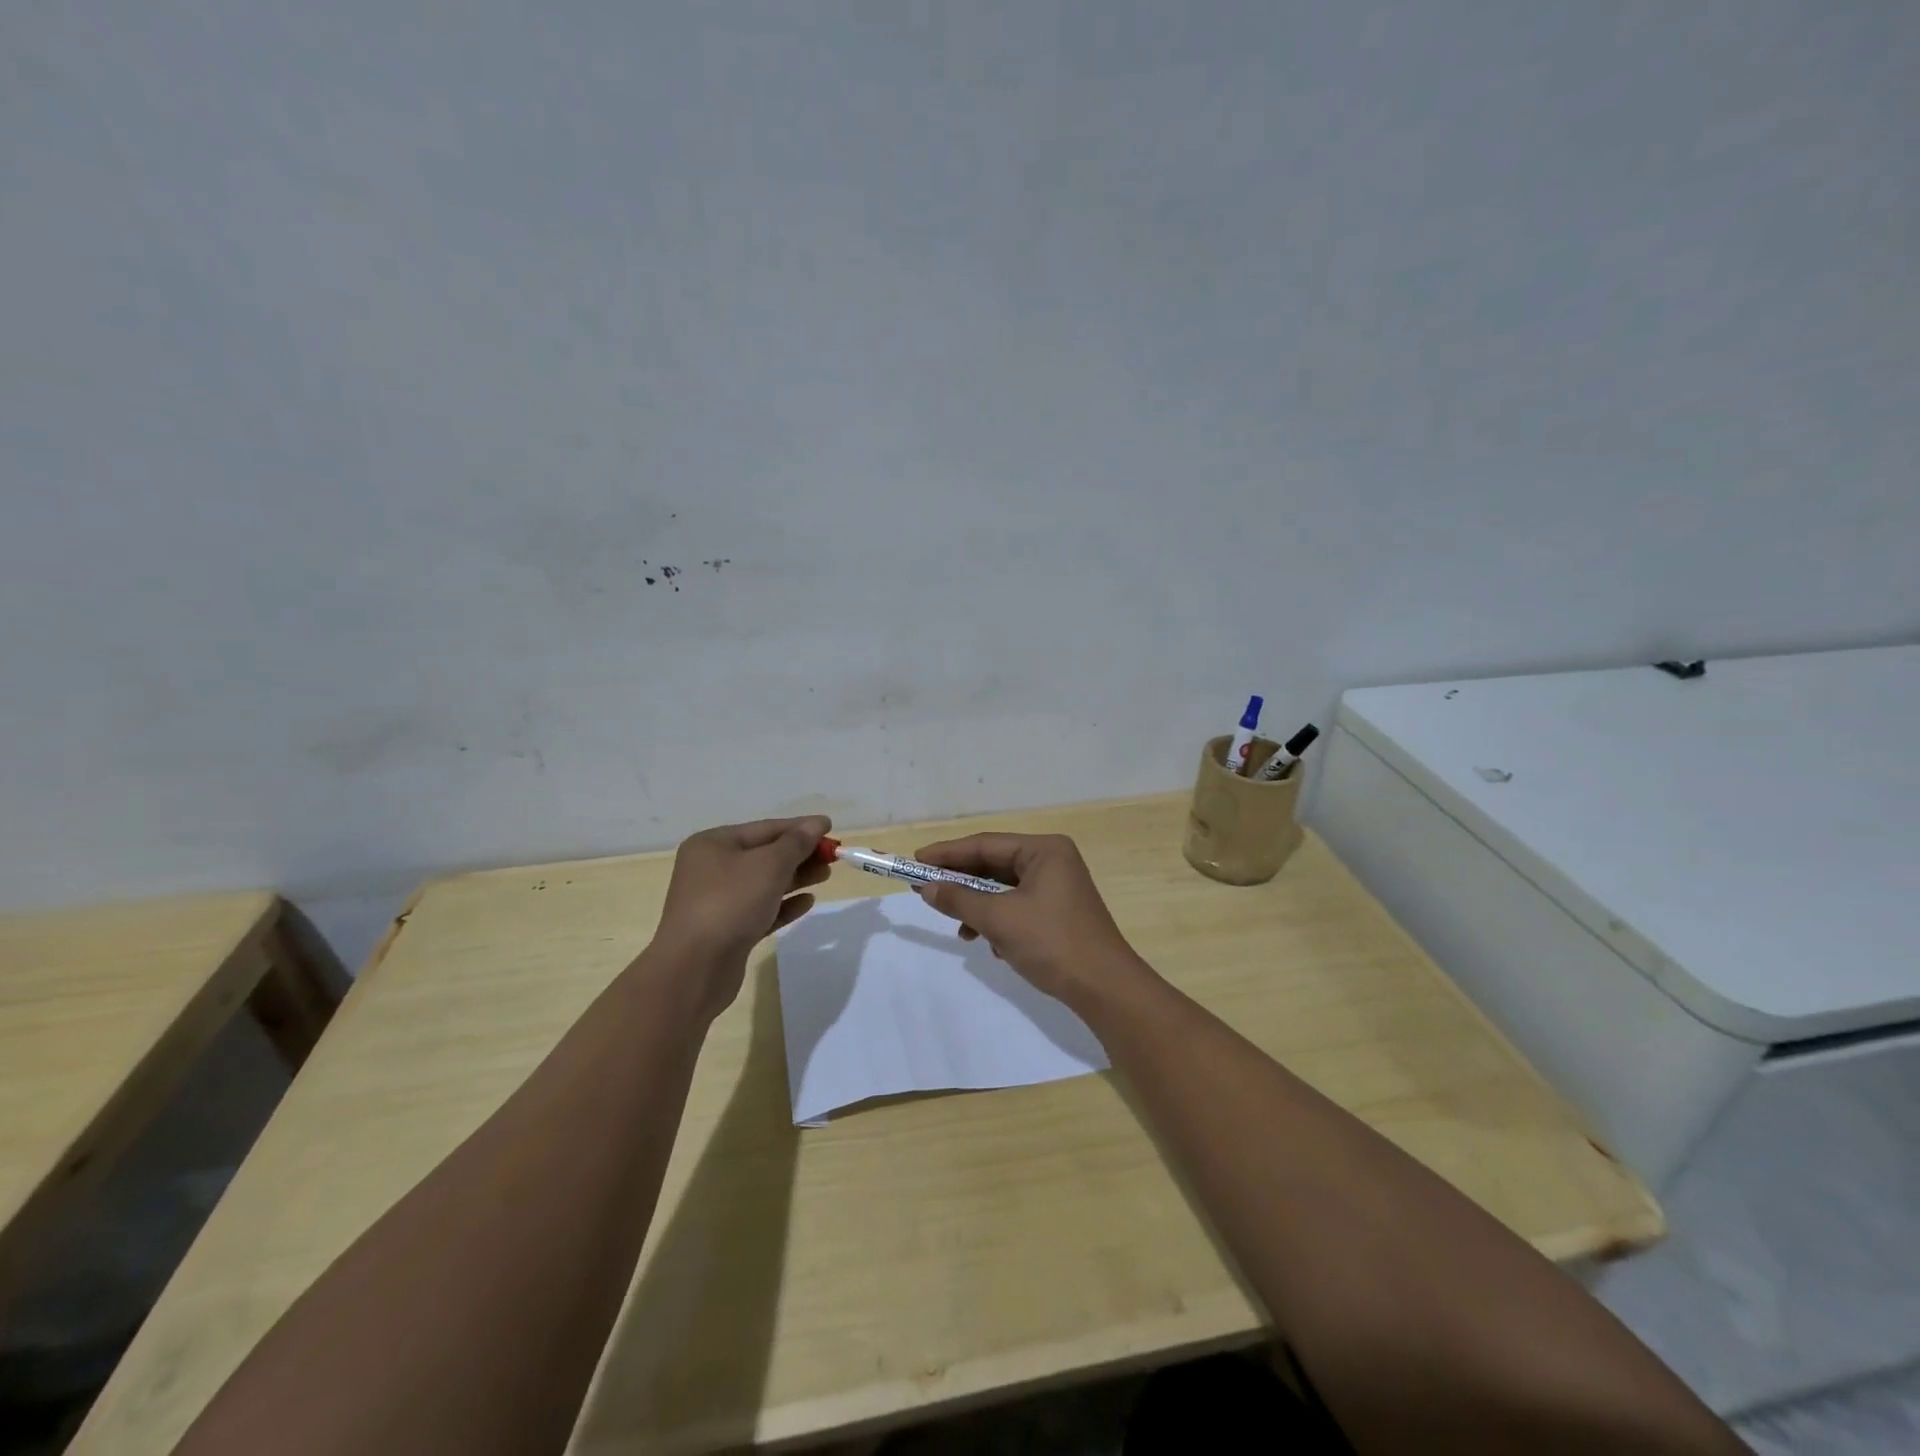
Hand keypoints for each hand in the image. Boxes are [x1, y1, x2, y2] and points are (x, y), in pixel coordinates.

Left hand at [650, 815, 830, 1016]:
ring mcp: (717, 901)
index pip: (764, 828)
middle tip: (833, 857)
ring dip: (796, 878)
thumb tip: (817, 823)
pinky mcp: (727, 931)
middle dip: (800, 854)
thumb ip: (796, 843)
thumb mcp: (769, 865)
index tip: (830, 828)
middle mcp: (711, 869)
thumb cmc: (730, 903)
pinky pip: (760, 910)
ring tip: (826, 875)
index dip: (799, 827)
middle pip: (764, 855)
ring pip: (764, 883)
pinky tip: (807, 902)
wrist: (694, 969)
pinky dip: (783, 905)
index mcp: (713, 844)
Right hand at [912, 833, 1145, 1008]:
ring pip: (1004, 889)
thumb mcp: (999, 919)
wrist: (1104, 988)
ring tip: (960, 929)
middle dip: (962, 882)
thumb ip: (960, 900)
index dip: (948, 853)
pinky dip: (998, 921)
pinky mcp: (1059, 913)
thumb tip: (927, 888)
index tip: (916, 861)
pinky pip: (1018, 907)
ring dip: (979, 907)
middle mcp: (1053, 861)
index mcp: (1044, 850)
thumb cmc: (1052, 943)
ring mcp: (1058, 888)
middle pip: (995, 865)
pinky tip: (989, 944)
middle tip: (925, 890)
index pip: (986, 844)